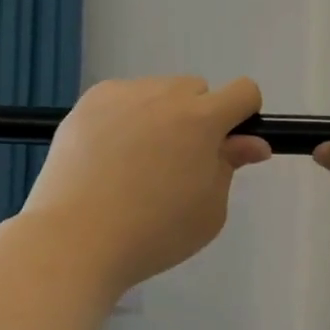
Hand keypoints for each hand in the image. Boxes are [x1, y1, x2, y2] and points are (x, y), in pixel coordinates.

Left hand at [24, 76, 270, 295]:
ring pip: (157, 93)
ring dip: (161, 116)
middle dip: (198, 118)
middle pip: (197, 90)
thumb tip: (252, 143)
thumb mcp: (209, 210)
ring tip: (136, 164)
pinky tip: (109, 156)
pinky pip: (121, 100)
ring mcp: (122, 95)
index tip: (228, 146)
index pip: (243, 92)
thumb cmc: (154, 233)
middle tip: (177, 164)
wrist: (77, 239)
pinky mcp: (88, 103)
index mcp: (202, 120)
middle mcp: (164, 95)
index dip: (243, 117)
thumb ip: (230, 166)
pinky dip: (125, 119)